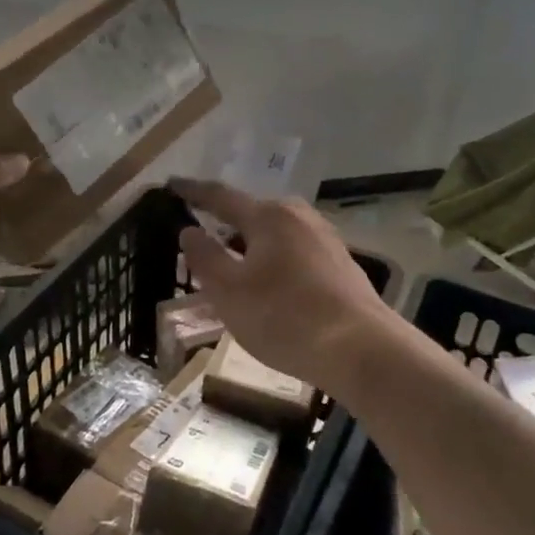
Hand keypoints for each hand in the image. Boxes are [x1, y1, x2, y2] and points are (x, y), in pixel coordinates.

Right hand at [171, 178, 397, 400]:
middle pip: (251, 215)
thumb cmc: (285, 318)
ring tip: (232, 271)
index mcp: (268, 216)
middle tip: (200, 243)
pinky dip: (273, 262)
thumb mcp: (229, 292)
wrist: (362, 349)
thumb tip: (189, 231)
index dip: (193, 191)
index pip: (220, 196)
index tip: (171, 184)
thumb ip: (205, 257)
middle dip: (224, 226)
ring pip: (274, 236)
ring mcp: (324, 238)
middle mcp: (298, 216)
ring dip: (250, 248)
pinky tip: (269, 289)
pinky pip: (294, 253)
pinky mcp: (340, 263)